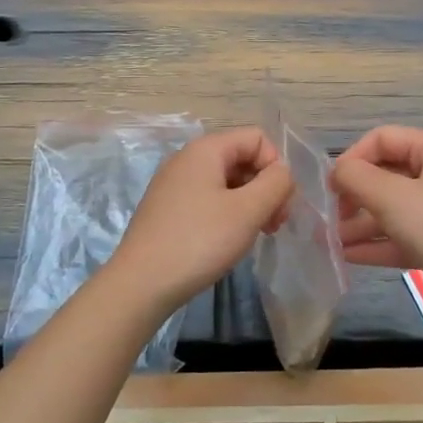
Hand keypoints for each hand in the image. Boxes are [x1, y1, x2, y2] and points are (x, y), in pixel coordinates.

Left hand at [109, 127, 293, 311]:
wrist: (141, 284)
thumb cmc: (199, 241)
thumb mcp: (248, 211)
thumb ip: (276, 183)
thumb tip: (282, 172)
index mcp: (206, 149)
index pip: (257, 138)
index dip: (276, 167)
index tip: (280, 205)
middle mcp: (187, 159)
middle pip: (242, 158)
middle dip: (265, 187)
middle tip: (273, 226)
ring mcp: (174, 184)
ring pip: (226, 181)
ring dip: (249, 203)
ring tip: (254, 236)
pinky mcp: (167, 209)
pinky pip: (208, 199)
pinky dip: (227, 214)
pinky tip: (227, 241)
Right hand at [332, 126, 422, 299]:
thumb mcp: (391, 198)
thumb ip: (356, 178)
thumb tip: (337, 172)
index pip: (383, 138)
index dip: (353, 157)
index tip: (331, 185)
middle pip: (386, 174)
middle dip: (354, 194)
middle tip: (330, 215)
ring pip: (391, 207)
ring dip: (359, 222)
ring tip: (329, 241)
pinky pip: (400, 234)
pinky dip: (375, 242)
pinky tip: (346, 256)